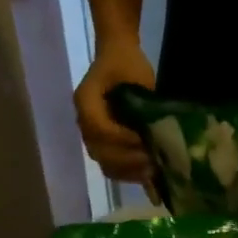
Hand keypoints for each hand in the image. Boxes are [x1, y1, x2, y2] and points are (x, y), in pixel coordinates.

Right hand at [74, 40, 156, 185]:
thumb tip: (153, 133)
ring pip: (106, 164)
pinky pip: (113, 167)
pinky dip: (130, 174)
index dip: (121, 140)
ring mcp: (93, 136)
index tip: (144, 142)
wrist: (119, 58)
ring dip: (130, 172)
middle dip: (128, 161)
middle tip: (153, 163)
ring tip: (153, 171)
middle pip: (100, 152)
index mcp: (85, 101)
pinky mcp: (104, 145)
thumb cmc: (127, 63)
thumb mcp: (135, 72)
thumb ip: (140, 102)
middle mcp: (84, 122)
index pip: (99, 129)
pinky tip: (149, 178)